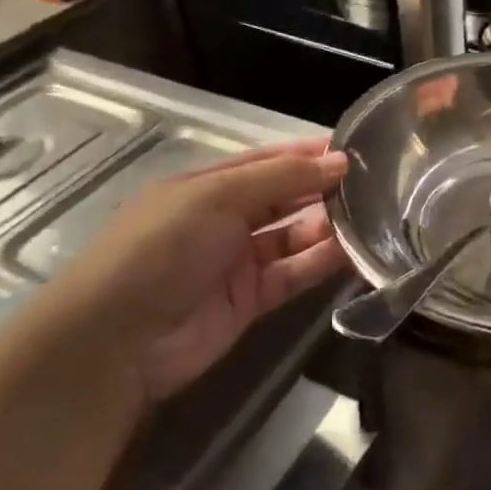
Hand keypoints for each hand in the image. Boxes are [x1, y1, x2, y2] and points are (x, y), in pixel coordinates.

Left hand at [48, 141, 349, 399]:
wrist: (117, 339)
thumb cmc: (162, 247)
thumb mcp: (218, 196)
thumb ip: (282, 178)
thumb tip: (339, 161)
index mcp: (208, 185)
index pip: (267, 161)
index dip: (307, 154)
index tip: (353, 149)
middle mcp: (224, 219)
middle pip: (284, 197)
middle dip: (322, 189)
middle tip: (374, 184)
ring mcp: (237, 261)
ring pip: (293, 236)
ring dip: (327, 226)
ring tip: (371, 217)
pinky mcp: (250, 300)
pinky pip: (294, 273)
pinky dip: (321, 262)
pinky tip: (353, 251)